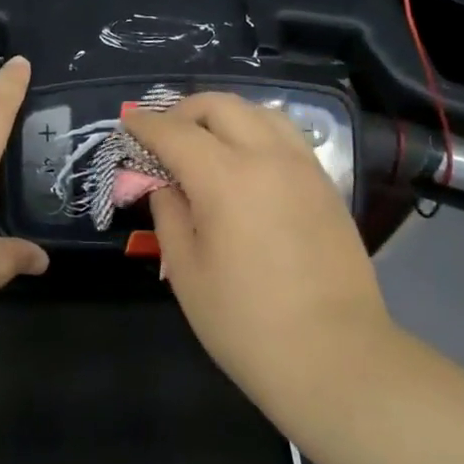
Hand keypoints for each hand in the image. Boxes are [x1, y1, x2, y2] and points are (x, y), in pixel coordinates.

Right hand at [124, 93, 392, 415]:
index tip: (127, 122)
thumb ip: (169, 214)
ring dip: (224, 116)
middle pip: (219, 105)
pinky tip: (245, 163)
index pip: (174, 132)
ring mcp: (303, 168)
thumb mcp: (187, 271)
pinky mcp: (326, 186)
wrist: (336, 358)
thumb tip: (164, 185)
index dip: (145, 124)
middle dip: (184, 111)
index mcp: (225, 178)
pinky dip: (256, 132)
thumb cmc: (247, 323)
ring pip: (259, 112)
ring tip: (206, 143)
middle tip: (164, 135)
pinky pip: (286, 136)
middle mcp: (267, 157)